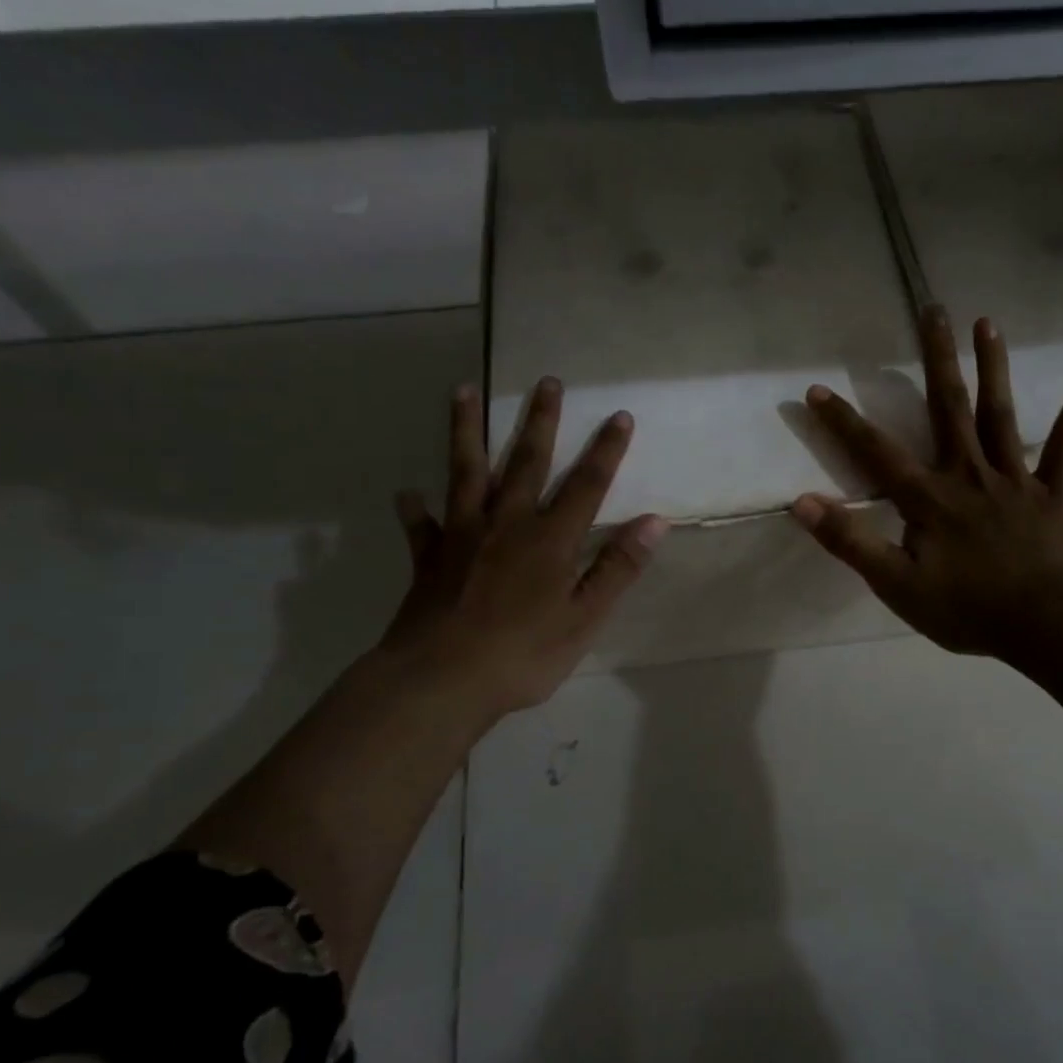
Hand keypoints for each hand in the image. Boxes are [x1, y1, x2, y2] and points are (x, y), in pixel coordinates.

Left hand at [382, 379, 666, 719]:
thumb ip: (617, 568)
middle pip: (526, 462)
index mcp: (550, 540)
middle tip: (546, 382)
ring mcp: (462, 536)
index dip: (606, 451)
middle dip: (540, 422)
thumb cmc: (523, 655)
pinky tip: (408, 494)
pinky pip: (421, 526)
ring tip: (462, 391)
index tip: (619, 415)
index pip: (586, 485)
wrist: (441, 680)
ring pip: (466, 472)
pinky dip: (415, 509)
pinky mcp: (429, 558)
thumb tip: (654, 521)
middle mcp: (506, 524)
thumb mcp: (584, 618)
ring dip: (466, 431)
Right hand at [793, 307, 1062, 662]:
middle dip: (936, 358)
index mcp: (929, 498)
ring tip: (987, 323)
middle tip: (932, 309)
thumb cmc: (967, 609)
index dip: (844, 422)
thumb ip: (850, 542)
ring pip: (1000, 414)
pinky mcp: (1052, 492)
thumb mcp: (896, 584)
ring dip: (993, 367)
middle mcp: (969, 474)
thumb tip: (801, 503)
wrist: (1047, 624)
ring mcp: (1015, 479)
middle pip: (948, 408)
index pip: (876, 453)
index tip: (818, 388)